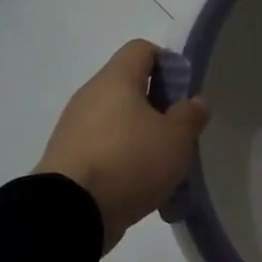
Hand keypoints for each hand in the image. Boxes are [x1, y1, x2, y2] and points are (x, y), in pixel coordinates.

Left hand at [37, 39, 210, 252]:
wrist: (69, 212)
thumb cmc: (130, 161)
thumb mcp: (176, 138)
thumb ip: (190, 115)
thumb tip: (193, 102)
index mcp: (116, 80)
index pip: (142, 49)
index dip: (168, 63)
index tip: (184, 93)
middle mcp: (90, 96)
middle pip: (130, 89)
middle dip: (159, 110)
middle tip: (180, 136)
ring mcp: (74, 129)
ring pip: (119, 124)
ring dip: (143, 142)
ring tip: (165, 173)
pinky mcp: (68, 160)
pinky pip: (105, 153)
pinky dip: (125, 166)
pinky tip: (143, 193)